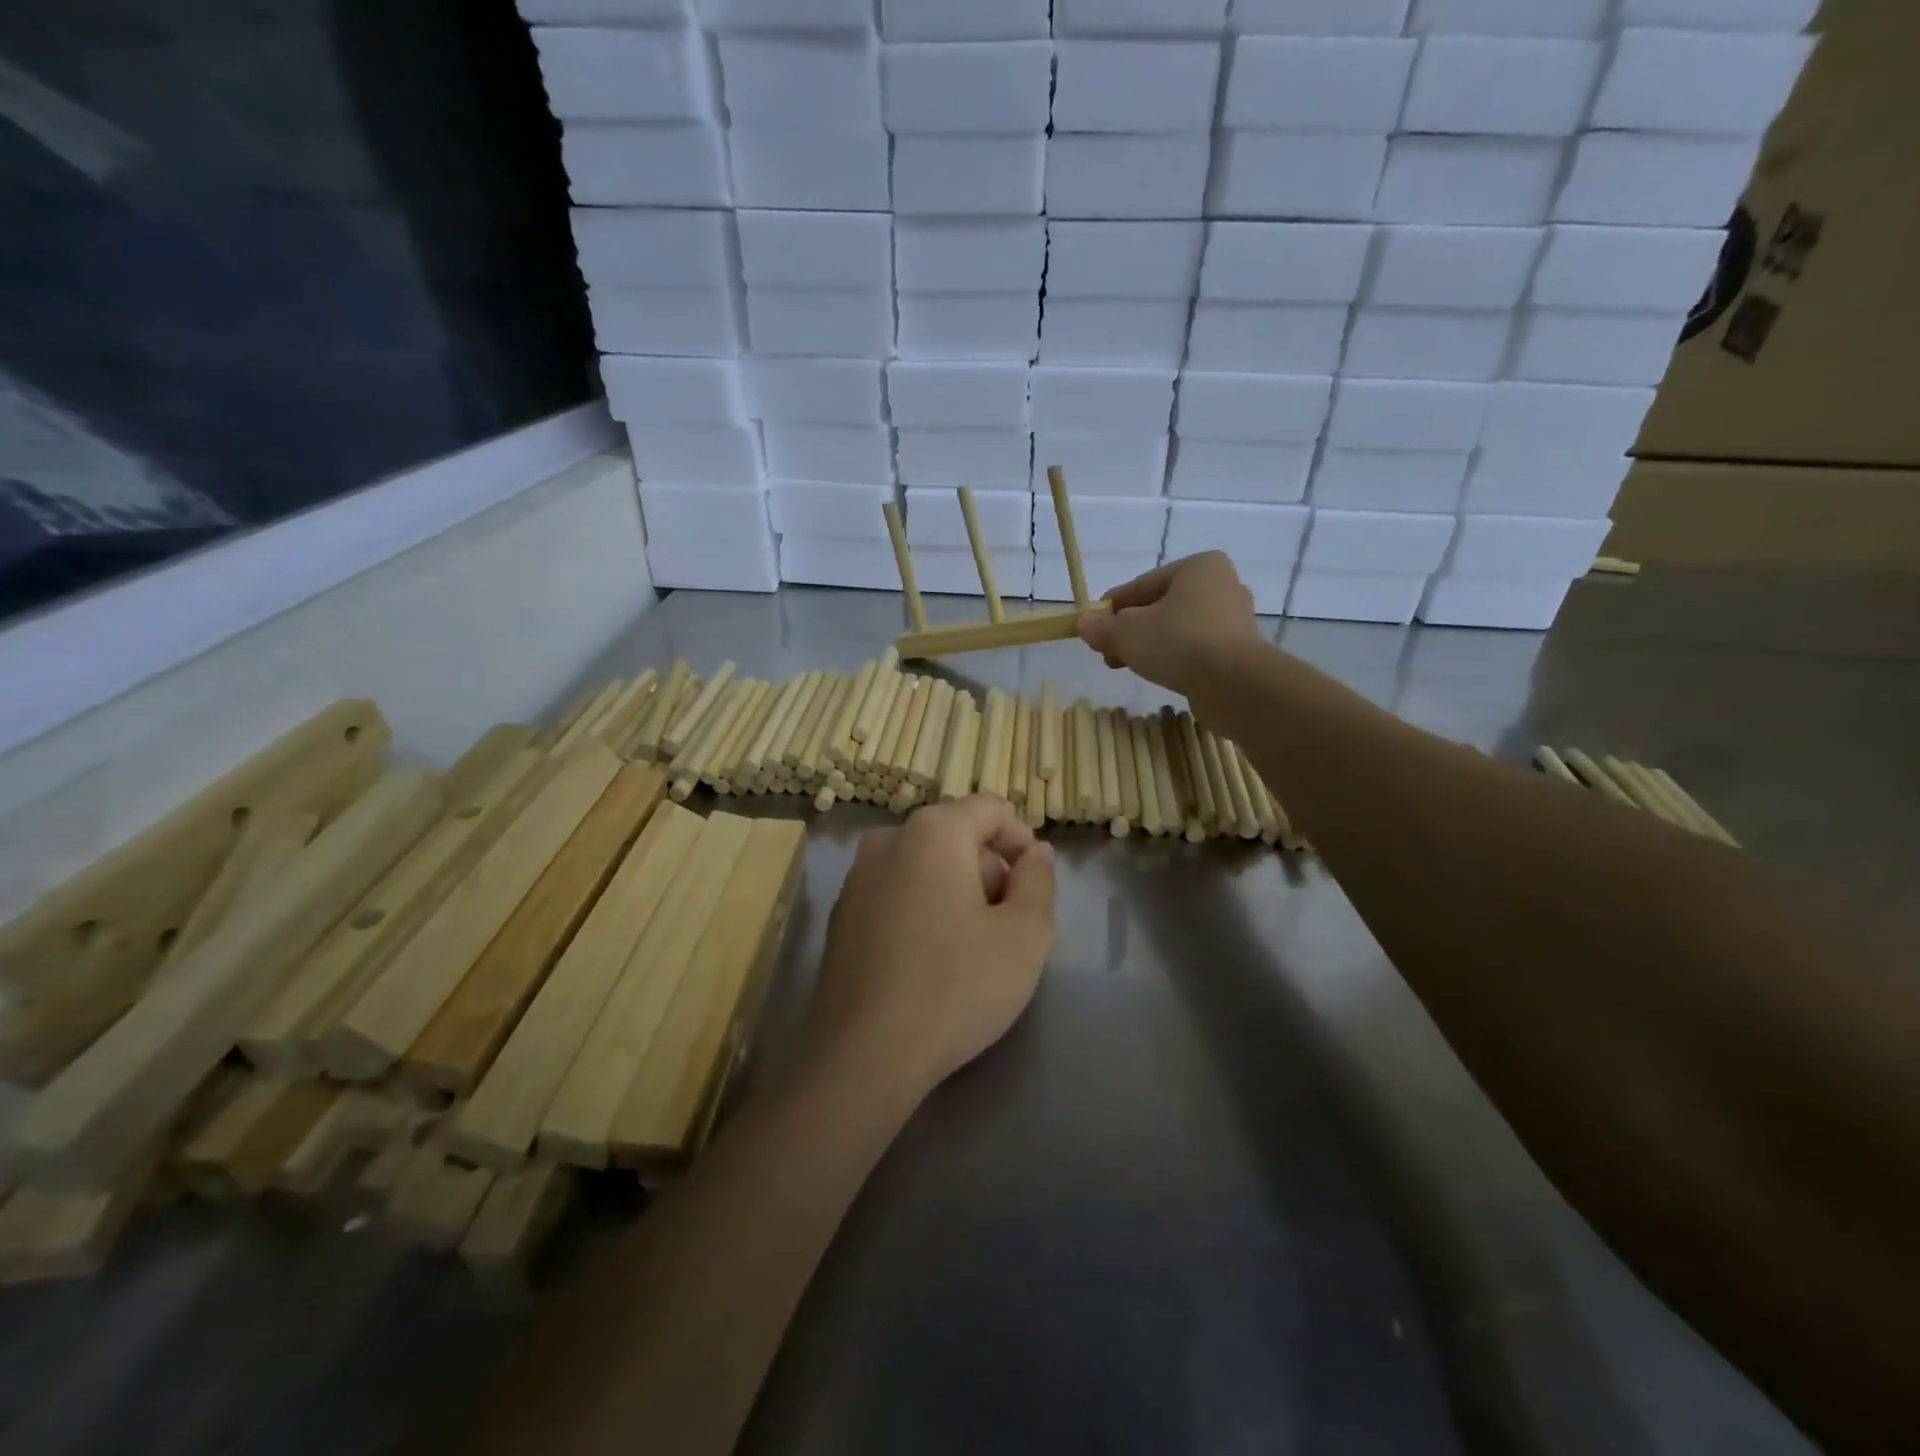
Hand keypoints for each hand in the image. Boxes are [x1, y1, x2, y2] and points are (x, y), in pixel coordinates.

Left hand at [809, 797, 1056, 1102]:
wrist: (864, 1055)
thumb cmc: (956, 986)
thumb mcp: (1024, 935)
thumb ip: (1039, 881)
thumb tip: (1036, 852)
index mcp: (933, 831)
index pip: (991, 810)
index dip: (1022, 842)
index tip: (1035, 887)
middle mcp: (888, 840)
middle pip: (956, 836)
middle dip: (989, 870)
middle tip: (1007, 925)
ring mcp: (856, 877)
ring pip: (925, 865)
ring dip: (956, 891)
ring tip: (972, 947)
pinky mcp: (840, 915)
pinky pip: (896, 893)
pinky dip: (922, 909)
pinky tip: (930, 961)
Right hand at [1077, 552, 1264, 698]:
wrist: (1235, 685)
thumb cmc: (1179, 643)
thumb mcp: (1127, 633)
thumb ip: (1102, 627)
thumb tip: (1083, 623)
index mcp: (1198, 567)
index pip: (1141, 586)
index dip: (1111, 609)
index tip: (1092, 629)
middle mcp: (1222, 585)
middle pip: (1160, 607)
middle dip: (1131, 630)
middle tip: (1108, 653)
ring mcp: (1234, 619)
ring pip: (1178, 629)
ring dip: (1150, 646)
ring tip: (1129, 666)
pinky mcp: (1240, 651)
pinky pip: (1196, 649)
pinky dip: (1175, 658)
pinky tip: (1159, 674)